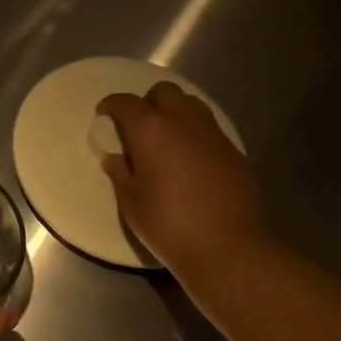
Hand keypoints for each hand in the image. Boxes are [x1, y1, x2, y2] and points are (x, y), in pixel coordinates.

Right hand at [96, 83, 265, 271]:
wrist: (227, 248)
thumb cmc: (167, 223)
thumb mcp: (130, 201)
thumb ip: (120, 172)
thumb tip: (115, 157)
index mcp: (150, 129)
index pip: (124, 102)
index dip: (110, 107)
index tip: (104, 118)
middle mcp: (182, 122)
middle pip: (164, 92)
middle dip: (148, 103)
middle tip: (139, 128)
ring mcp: (213, 135)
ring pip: (191, 105)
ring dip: (175, 114)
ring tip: (166, 141)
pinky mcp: (235, 153)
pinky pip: (210, 131)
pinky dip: (196, 136)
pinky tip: (191, 163)